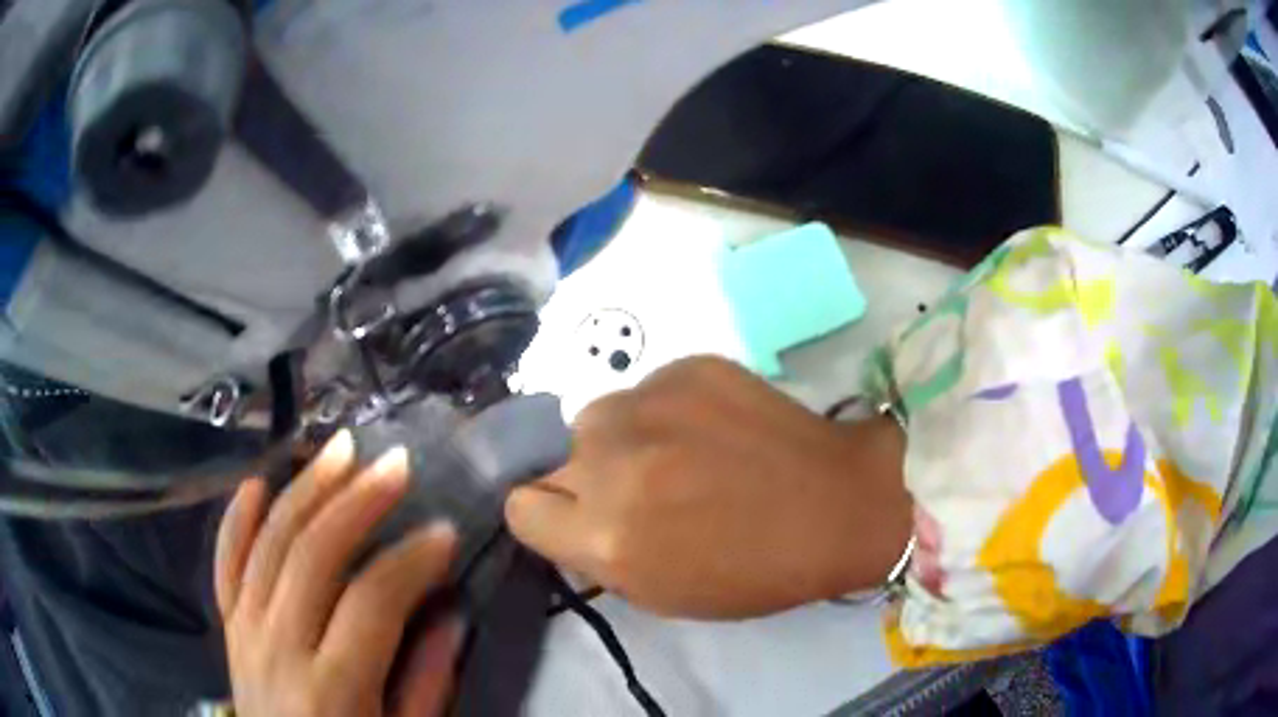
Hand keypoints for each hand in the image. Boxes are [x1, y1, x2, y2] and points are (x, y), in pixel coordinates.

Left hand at [216, 432, 459, 716]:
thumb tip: (449, 614)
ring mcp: (245, 631)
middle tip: (395, 463)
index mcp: (333, 687)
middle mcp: (278, 647)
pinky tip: (257, 483)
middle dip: (357, 501)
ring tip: (340, 448)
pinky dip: (237, 519)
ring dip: (304, 489)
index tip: (445, 531)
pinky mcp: (229, 627)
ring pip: (268, 543)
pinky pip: (226, 563)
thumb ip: (426, 683)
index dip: (411, 560)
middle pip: (313, 555)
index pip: (372, 600)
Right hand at [505, 356, 911, 619]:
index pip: (520, 506)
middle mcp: (614, 460)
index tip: (576, 518)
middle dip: (586, 475)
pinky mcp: (689, 365)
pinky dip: (664, 410)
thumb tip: (566, 514)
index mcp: (606, 534)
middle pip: (555, 455)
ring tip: (679, 453)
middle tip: (641, 487)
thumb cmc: (755, 570)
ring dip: (621, 437)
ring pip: (596, 416)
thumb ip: (596, 551)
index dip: (548, 516)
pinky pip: (646, 389)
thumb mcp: (659, 592)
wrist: (838, 505)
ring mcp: (652, 402)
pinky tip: (713, 428)